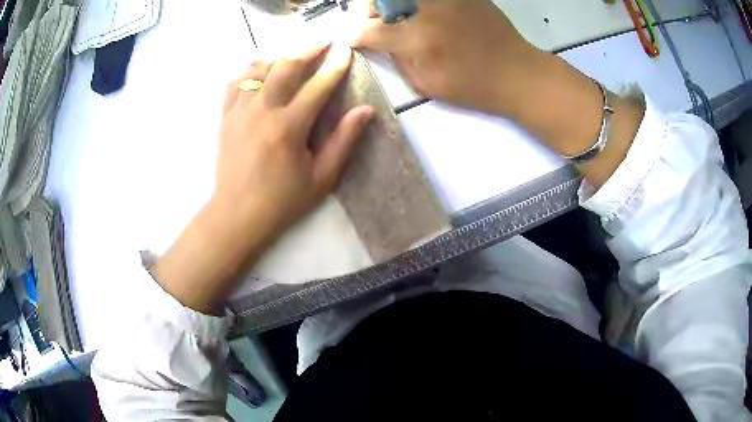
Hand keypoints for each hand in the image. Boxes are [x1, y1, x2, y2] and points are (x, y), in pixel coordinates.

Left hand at [216, 43, 373, 236]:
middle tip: (322, 43)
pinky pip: (236, 82)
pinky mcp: (225, 117)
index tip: (345, 50)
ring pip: (259, 69)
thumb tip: (366, 110)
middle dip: (307, 50)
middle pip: (286, 66)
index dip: (335, 65)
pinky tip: (261, 70)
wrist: (237, 214)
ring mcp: (239, 111)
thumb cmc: (282, 200)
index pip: (317, 85)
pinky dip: (250, 70)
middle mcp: (262, 111)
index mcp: (288, 127)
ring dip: (279, 56)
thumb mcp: (321, 178)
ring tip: (293, 54)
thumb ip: (343, 141)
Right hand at [356, 0, 643, 190]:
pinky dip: (419, 4)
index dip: (355, 34)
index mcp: (420, 39)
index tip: (351, 37)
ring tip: (400, 16)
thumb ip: (397, 58)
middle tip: (376, 20)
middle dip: (371, 8)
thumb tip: (376, 41)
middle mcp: (430, 10)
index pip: (371, 30)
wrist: (520, 73)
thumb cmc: (475, 86)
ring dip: (394, 4)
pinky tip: (423, 14)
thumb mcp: (428, 84)